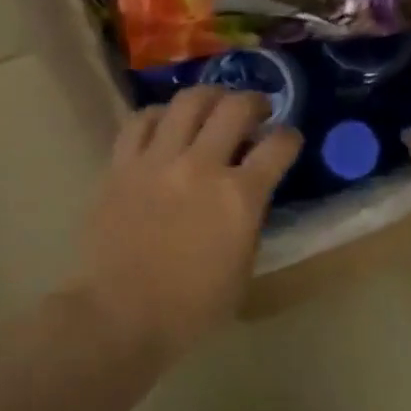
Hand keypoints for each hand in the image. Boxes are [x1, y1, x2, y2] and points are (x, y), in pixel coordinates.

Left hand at [69, 87, 300, 358]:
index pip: (278, 147)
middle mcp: (201, 166)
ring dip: (209, 96)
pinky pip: (140, 121)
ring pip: (187, 102)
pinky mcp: (121, 164)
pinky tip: (165, 122)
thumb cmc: (190, 308)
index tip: (288, 139)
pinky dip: (159, 115)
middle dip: (254, 101)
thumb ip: (249, 224)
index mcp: (239, 197)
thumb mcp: (242, 271)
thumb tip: (247, 195)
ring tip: (213, 104)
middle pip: (234, 108)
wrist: (120, 314)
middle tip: (256, 109)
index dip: (290, 138)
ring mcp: (157, 160)